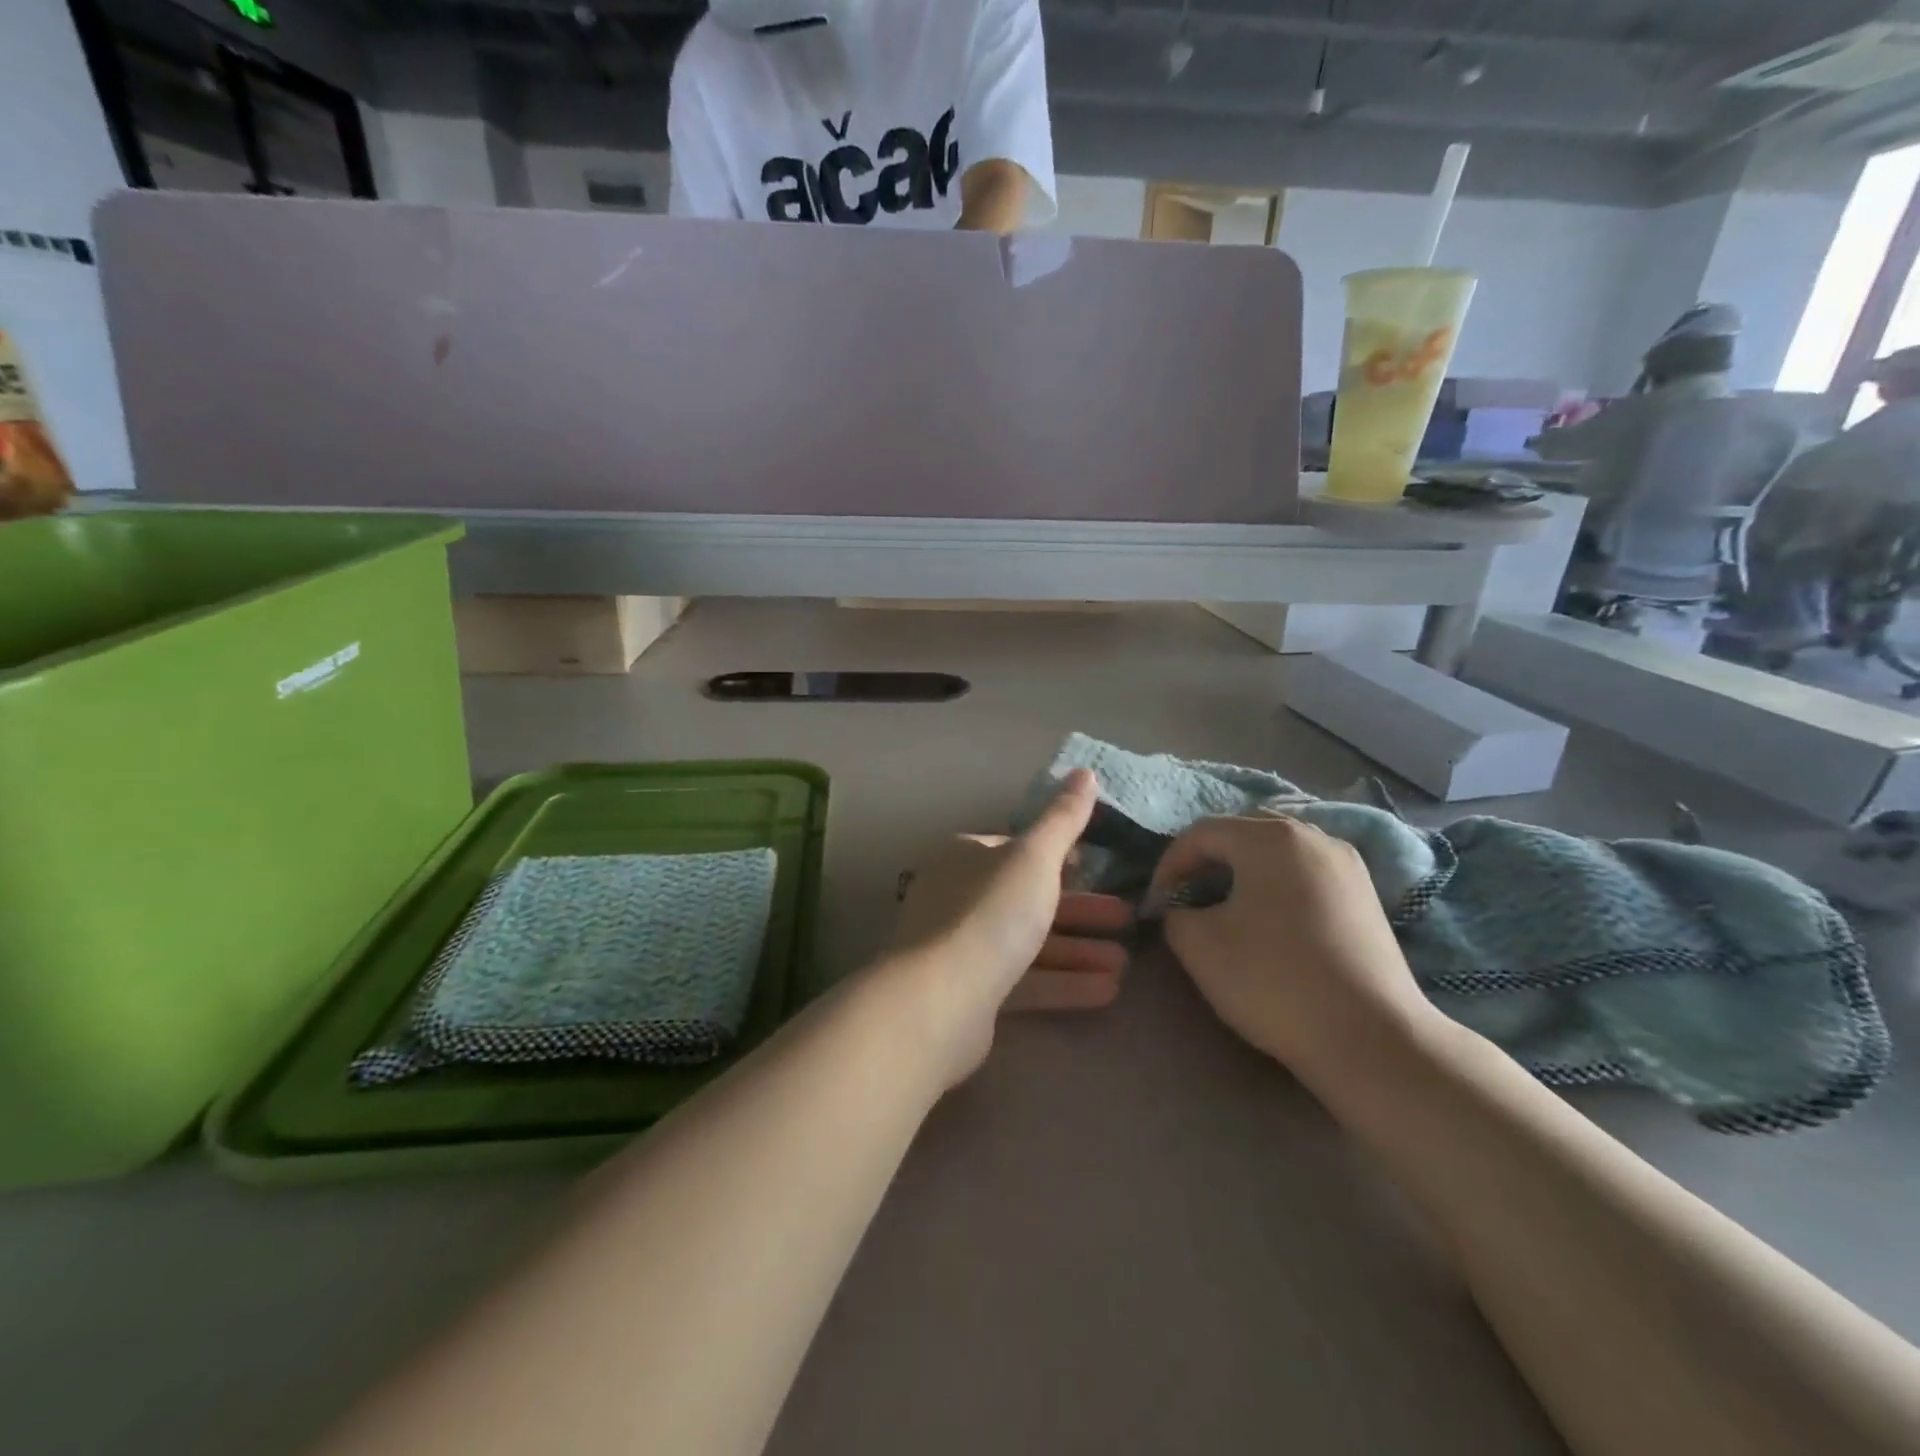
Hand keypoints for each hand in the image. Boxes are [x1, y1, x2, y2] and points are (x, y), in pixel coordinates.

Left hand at [885, 769, 1130, 1086]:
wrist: (941, 1000)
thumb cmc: (991, 913)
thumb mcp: (1034, 858)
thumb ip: (1063, 819)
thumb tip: (1086, 772)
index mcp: (965, 858)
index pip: (1015, 850)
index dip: (1057, 857)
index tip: (1095, 867)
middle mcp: (958, 898)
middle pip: (1028, 898)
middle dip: (1080, 910)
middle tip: (1127, 918)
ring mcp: (962, 949)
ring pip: (1029, 944)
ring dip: (1078, 951)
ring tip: (1125, 962)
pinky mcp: (971, 995)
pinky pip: (1024, 981)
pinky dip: (1063, 982)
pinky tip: (1107, 990)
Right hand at [1147, 814, 1441, 1086]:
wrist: (1370, 1039)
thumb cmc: (1274, 981)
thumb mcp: (1199, 945)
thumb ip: (1175, 914)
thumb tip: (1182, 908)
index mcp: (1269, 838)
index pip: (1201, 833)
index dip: (1169, 865)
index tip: (1157, 904)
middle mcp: (1313, 836)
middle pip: (1243, 832)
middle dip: (1207, 860)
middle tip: (1188, 896)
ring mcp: (1347, 864)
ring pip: (1279, 850)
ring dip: (1243, 870)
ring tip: (1226, 906)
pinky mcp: (1366, 895)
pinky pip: (1307, 872)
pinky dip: (1278, 884)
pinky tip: (1271, 920)